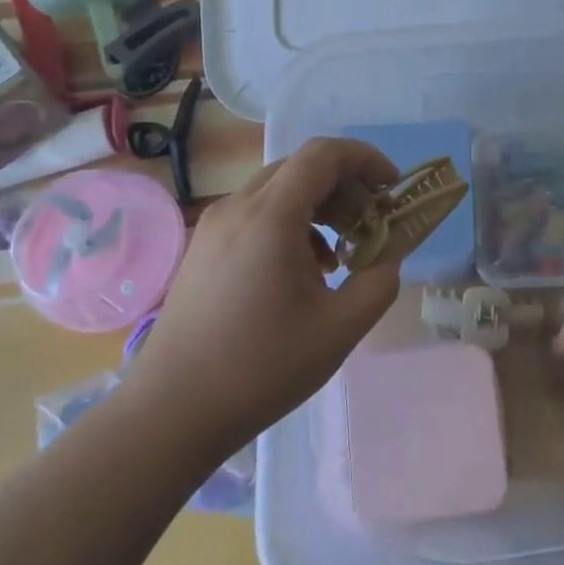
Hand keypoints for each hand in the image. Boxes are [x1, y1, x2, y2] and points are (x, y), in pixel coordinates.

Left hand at [125, 138, 402, 451]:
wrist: (171, 411)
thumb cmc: (261, 368)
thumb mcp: (339, 329)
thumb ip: (379, 281)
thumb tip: (390, 252)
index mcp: (271, 215)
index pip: (324, 153)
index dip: (365, 159)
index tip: (392, 188)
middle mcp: (239, 206)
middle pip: (301, 166)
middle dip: (345, 185)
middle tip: (371, 223)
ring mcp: (215, 224)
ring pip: (278, 189)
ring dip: (318, 206)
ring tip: (340, 254)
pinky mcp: (203, 246)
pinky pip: (256, 212)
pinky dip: (289, 223)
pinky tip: (302, 270)